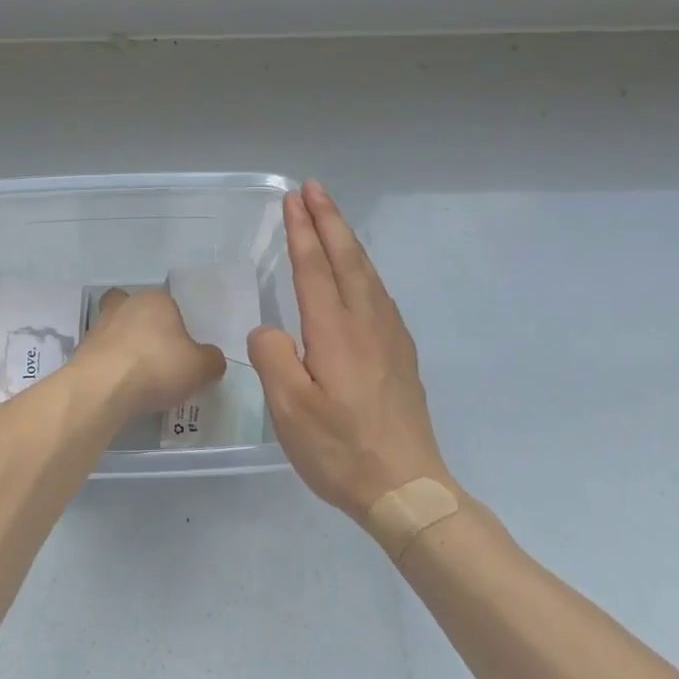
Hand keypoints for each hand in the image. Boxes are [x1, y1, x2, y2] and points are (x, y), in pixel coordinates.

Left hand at [71, 288, 225, 415]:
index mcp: (155, 299)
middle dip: (145, 329)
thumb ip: (211, 360)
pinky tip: (122, 387)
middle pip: (137, 311)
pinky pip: (103, 354)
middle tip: (158, 357)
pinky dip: (112, 367)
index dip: (176, 326)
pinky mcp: (82, 350)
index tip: (182, 351)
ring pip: (116, 331)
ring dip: (125, 349)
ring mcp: (99, 325)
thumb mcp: (201, 368)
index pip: (169, 304)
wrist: (102, 388)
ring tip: (140, 378)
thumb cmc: (157, 366)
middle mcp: (125, 304)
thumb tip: (210, 359)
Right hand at [248, 181, 452, 518]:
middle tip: (313, 189)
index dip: (302, 231)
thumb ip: (273, 358)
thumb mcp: (289, 410)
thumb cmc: (340, 450)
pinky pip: (379, 293)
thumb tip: (269, 329)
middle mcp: (366, 324)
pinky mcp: (401, 355)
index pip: (314, 268)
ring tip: (332, 218)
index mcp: (335, 332)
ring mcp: (389, 338)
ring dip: (347, 239)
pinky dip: (363, 268)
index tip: (293, 199)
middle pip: (347, 259)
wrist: (408, 488)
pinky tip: (360, 274)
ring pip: (367, 273)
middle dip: (328, 220)